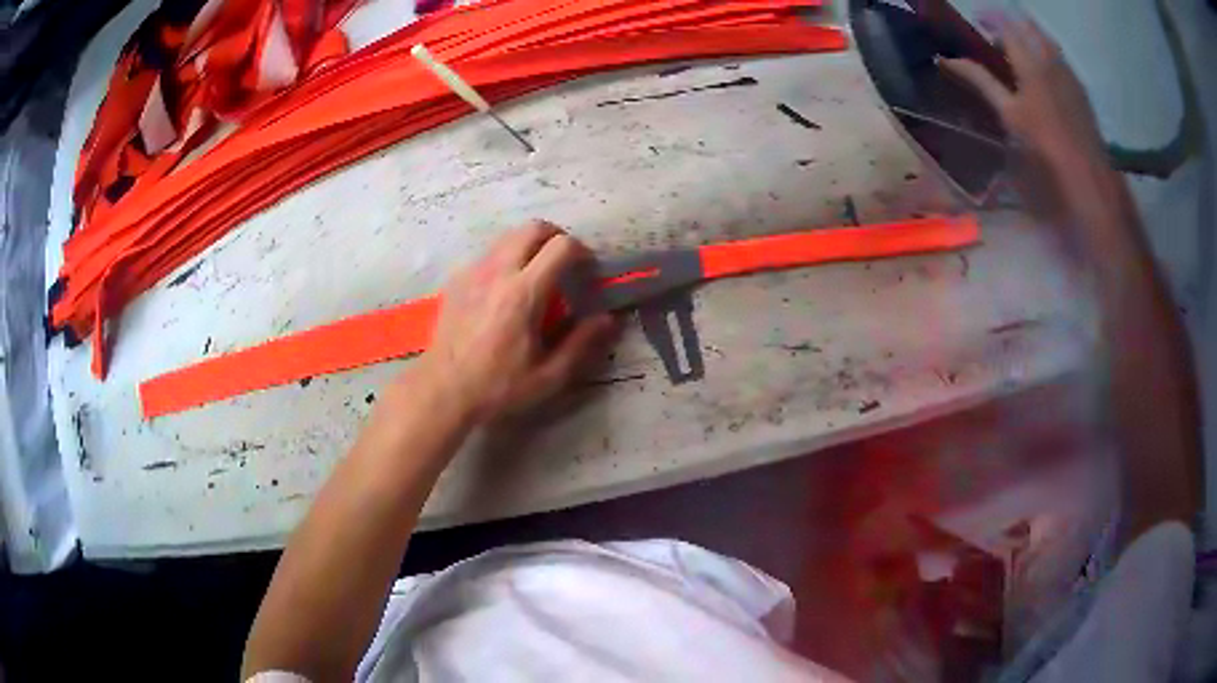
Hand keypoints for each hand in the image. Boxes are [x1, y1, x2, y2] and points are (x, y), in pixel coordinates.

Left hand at [416, 221, 616, 423]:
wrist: (442, 390)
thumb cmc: (498, 387)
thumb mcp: (548, 376)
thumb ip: (581, 343)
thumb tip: (607, 319)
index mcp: (523, 293)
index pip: (561, 247)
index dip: (581, 251)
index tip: (587, 270)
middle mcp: (497, 272)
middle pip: (532, 228)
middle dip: (556, 237)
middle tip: (565, 262)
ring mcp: (473, 272)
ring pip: (507, 237)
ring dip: (529, 246)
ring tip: (536, 275)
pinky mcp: (457, 280)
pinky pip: (487, 255)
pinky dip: (505, 260)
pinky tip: (504, 291)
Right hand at [940, 14, 1106, 179]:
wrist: (1089, 178)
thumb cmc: (1045, 148)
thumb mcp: (1009, 115)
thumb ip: (981, 82)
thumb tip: (948, 60)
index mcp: (1031, 62)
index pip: (1005, 23)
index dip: (989, 17)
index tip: (976, 21)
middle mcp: (1050, 58)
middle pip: (1027, 25)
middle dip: (1009, 24)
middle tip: (995, 36)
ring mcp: (1068, 72)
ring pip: (1045, 40)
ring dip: (1028, 37)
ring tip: (1017, 54)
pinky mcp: (1080, 88)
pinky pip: (1058, 57)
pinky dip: (1044, 54)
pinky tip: (1041, 73)